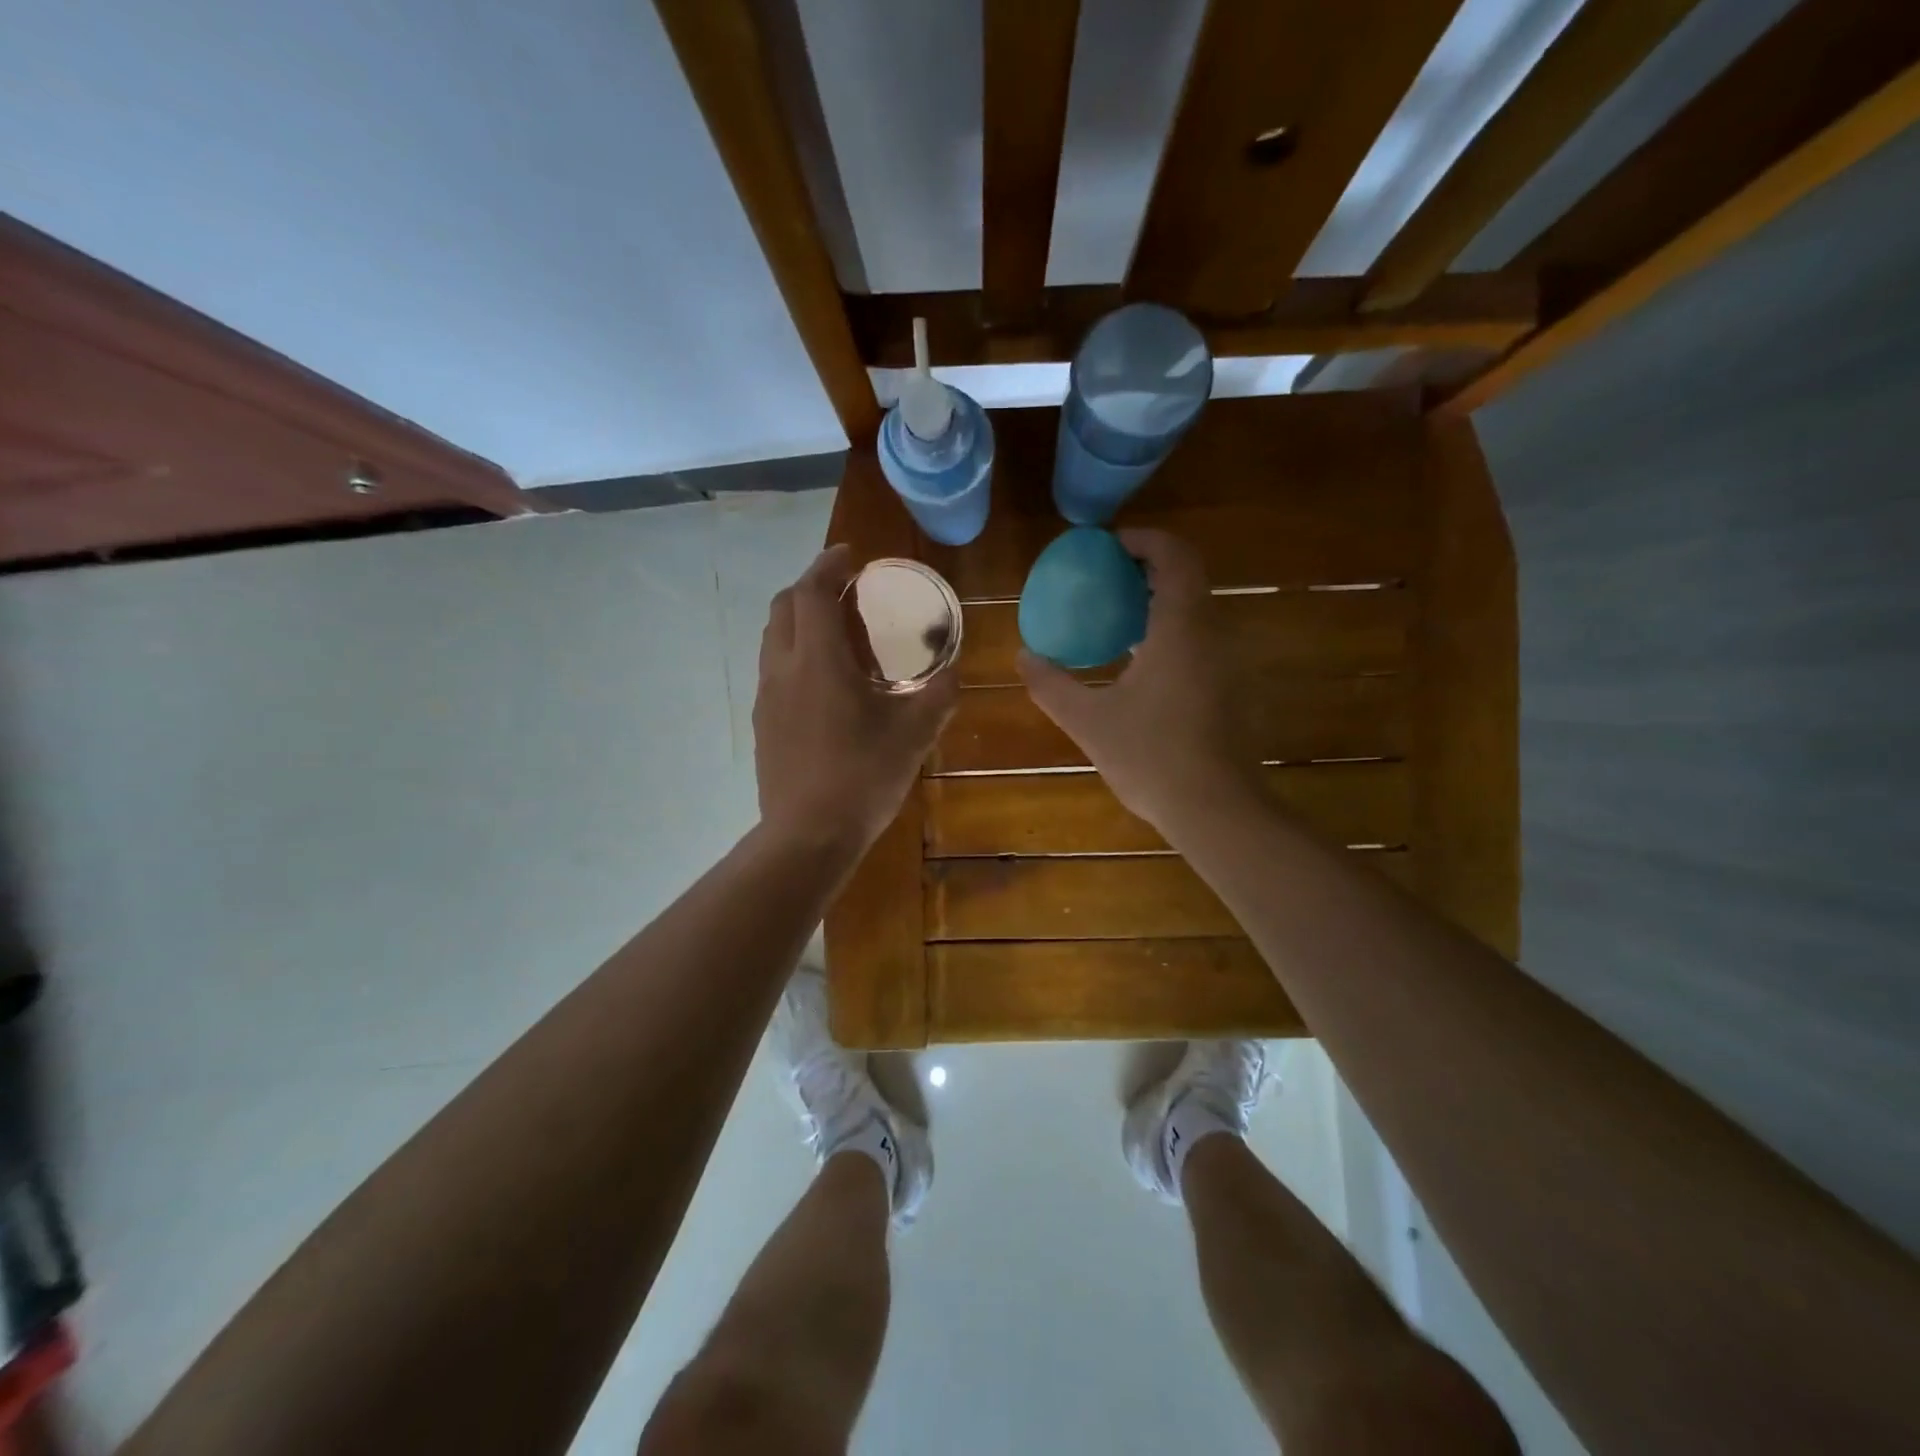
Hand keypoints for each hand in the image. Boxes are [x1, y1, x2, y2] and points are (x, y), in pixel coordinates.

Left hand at [754, 544, 957, 854]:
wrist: (808, 836)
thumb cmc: (863, 778)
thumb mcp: (914, 735)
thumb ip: (939, 695)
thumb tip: (955, 670)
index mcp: (818, 660)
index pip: (812, 591)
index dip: (828, 565)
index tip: (851, 556)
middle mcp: (783, 668)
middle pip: (784, 606)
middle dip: (811, 586)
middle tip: (846, 591)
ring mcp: (766, 697)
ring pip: (773, 638)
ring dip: (799, 619)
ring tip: (835, 631)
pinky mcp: (762, 723)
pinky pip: (774, 669)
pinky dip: (794, 653)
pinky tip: (823, 681)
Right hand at [1018, 529, 1253, 833]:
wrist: (1217, 810)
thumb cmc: (1152, 757)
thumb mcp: (1089, 721)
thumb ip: (1052, 685)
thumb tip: (1024, 657)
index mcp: (1181, 629)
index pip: (1175, 557)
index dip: (1145, 540)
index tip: (1110, 546)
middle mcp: (1213, 636)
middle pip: (1187, 580)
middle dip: (1147, 571)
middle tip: (1105, 582)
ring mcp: (1229, 664)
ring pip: (1197, 613)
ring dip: (1159, 605)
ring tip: (1116, 623)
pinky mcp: (1233, 690)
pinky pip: (1202, 642)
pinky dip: (1171, 635)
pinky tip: (1140, 669)